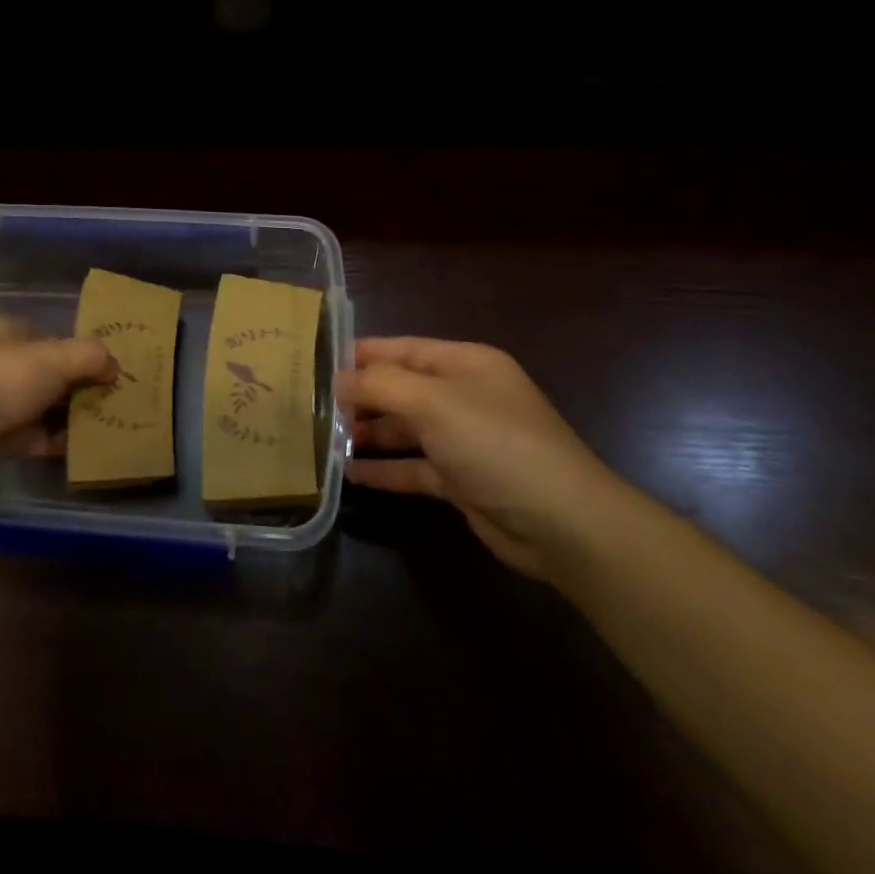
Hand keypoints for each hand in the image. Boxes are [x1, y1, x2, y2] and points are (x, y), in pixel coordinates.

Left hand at [0, 318, 116, 486]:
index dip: (81, 351)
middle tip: (113, 400)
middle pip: (50, 373)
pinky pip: (34, 438)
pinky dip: (55, 442)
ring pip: (43, 406)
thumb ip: (90, 356)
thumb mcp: (55, 358)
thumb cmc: (1, 379)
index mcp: (9, 333)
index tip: (109, 369)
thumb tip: (114, 366)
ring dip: (70, 417)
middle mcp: (1, 363)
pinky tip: (82, 449)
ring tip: (105, 426)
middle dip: (80, 387)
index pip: (53, 337)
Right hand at [340, 337, 622, 579]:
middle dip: (359, 396)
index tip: (315, 362)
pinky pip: (413, 467)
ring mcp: (464, 440)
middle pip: (401, 388)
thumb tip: (338, 378)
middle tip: (311, 406)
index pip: (402, 349)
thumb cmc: (496, 445)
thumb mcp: (434, 403)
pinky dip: (385, 469)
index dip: (360, 354)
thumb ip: (381, 385)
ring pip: (404, 429)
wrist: (562, 525)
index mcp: (465, 364)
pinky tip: (349, 475)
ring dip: (368, 433)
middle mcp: (464, 396)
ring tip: (322, 439)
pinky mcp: (461, 480)